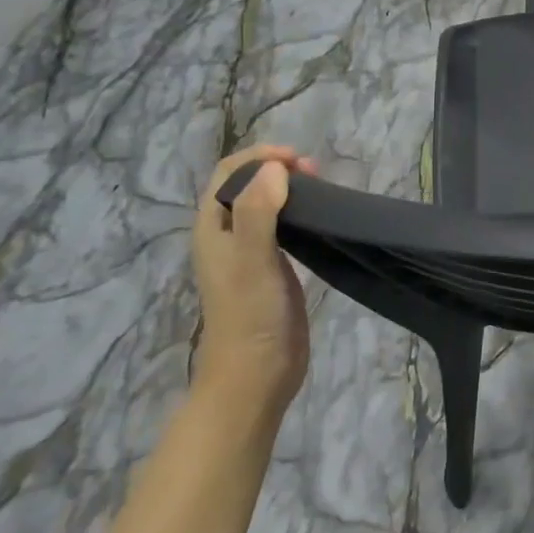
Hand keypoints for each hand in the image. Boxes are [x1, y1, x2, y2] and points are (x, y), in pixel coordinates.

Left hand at [191, 145, 319, 409]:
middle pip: (247, 185)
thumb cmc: (250, 315)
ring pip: (266, 204)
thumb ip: (259, 211)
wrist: (256, 375)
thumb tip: (274, 168)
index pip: (228, 173)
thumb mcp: (252, 259)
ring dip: (289, 189)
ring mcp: (250, 253)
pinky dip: (299, 212)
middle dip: (276, 169)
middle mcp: (227, 236)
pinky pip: (282, 227)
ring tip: (320, 189)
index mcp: (212, 228)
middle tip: (314, 173)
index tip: (297, 161)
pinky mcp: (272, 269)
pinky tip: (320, 218)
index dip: (259, 157)